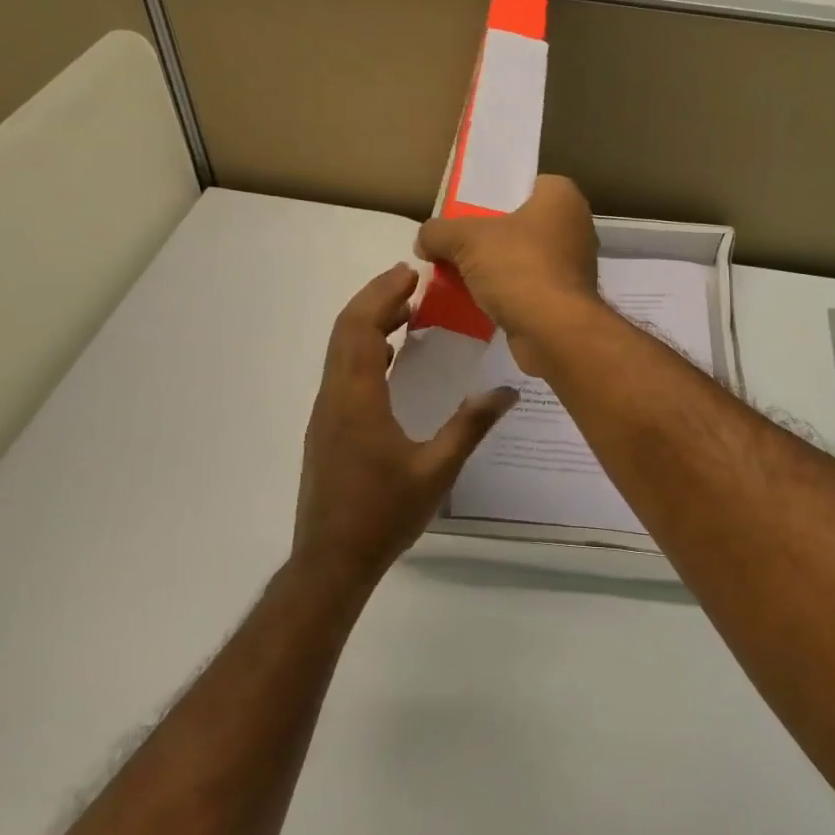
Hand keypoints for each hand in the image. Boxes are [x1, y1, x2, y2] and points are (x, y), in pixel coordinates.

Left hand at [292, 264, 517, 585]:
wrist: (331, 561)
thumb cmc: (383, 515)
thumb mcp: (437, 471)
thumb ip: (471, 426)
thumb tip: (508, 392)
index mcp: (356, 399)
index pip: (361, 328)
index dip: (383, 295)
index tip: (411, 273)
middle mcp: (334, 397)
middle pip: (345, 331)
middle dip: (375, 299)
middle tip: (410, 282)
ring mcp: (326, 413)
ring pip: (340, 351)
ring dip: (368, 323)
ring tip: (405, 312)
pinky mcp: (327, 429)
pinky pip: (343, 372)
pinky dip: (364, 350)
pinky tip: (390, 359)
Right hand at [416, 175, 600, 375]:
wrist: (554, 331)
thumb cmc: (518, 267)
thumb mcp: (465, 239)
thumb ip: (438, 231)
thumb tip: (424, 241)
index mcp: (561, 197)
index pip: (523, 183)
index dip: (493, 195)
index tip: (465, 209)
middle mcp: (575, 226)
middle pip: (520, 222)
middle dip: (488, 234)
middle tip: (455, 243)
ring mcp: (573, 265)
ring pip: (523, 256)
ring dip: (495, 266)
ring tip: (459, 273)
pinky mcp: (566, 299)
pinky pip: (528, 286)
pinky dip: (506, 292)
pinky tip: (477, 300)